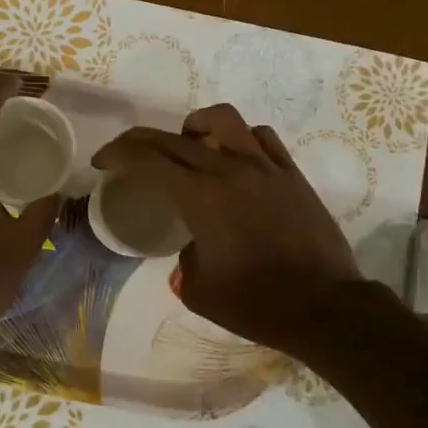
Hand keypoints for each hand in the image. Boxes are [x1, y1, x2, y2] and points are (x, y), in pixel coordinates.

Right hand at [93, 104, 362, 350]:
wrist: (325, 308)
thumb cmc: (257, 304)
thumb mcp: (199, 290)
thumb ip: (183, 260)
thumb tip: (191, 244)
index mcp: (200, 197)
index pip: (147, 160)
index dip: (117, 154)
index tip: (101, 162)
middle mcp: (229, 171)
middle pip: (173, 138)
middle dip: (140, 141)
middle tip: (125, 154)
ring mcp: (265, 168)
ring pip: (223, 120)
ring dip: (195, 125)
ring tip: (188, 143)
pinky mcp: (291, 175)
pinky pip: (261, 137)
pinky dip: (239, 139)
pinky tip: (234, 159)